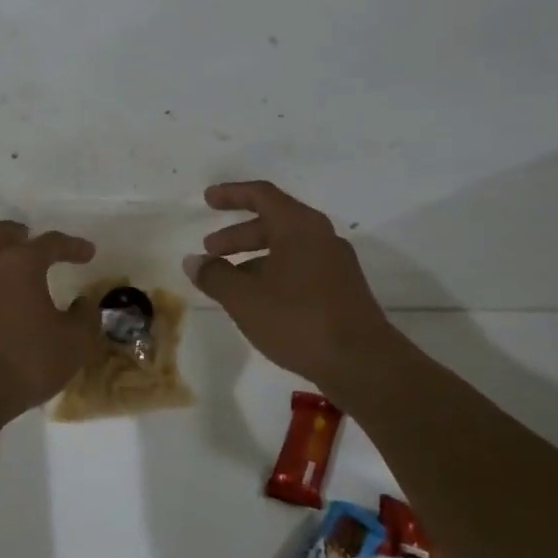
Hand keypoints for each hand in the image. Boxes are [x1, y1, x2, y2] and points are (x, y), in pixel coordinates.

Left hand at [0, 221, 97, 420]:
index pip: (49, 242)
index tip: (88, 252)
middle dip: (16, 233)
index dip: (72, 246)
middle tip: (33, 242)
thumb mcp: (74, 343)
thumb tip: (84, 304)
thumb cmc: (26, 360)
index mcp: (20, 264)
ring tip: (26, 280)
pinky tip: (10, 308)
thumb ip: (85, 318)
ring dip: (3, 261)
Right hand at [186, 181, 395, 389]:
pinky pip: (300, 267)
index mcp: (299, 227)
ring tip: (228, 280)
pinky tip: (258, 300)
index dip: (231, 194)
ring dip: (254, 256)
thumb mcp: (245, 299)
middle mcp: (321, 236)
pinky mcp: (342, 289)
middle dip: (238, 234)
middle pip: (273, 221)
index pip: (261, 195)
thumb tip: (194, 262)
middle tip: (210, 249)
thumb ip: (215, 276)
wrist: (363, 363)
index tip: (208, 199)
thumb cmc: (298, 320)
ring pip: (287, 247)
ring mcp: (335, 263)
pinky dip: (273, 272)